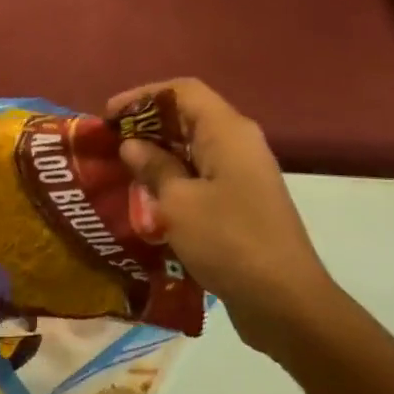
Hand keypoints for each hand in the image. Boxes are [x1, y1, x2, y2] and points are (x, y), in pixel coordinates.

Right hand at [106, 78, 337, 355]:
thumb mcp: (178, 203)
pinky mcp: (241, 202)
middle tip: (108, 145)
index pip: (182, 91)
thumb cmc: (228, 242)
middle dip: (146, 126)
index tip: (108, 117)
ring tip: (120, 170)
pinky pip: (200, 175)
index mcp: (227, 131)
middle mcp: (238, 144)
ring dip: (157, 155)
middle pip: (187, 116)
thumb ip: (153, 167)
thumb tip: (132, 145)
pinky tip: (146, 198)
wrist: (285, 302)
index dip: (142, 96)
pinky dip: (172, 179)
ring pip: (192, 148)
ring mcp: (242, 174)